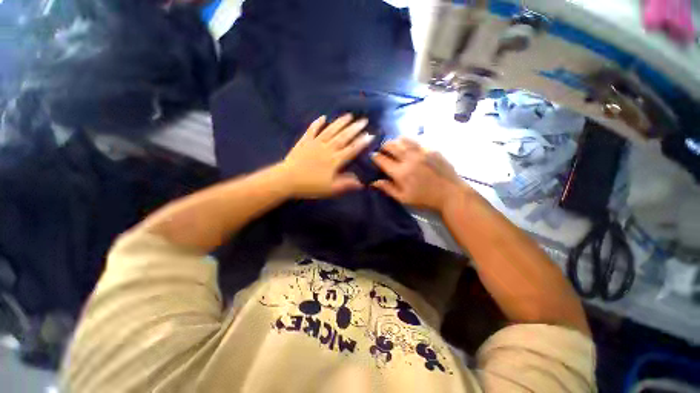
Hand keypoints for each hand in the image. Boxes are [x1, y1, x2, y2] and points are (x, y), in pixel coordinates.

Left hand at [280, 114, 373, 197]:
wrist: (287, 179)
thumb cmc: (310, 185)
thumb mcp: (331, 188)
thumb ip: (346, 184)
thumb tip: (361, 183)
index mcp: (335, 160)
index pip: (351, 149)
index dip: (361, 142)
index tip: (370, 134)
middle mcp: (327, 148)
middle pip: (343, 137)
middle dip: (355, 128)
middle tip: (364, 120)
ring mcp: (315, 143)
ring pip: (330, 130)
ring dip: (340, 122)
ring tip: (349, 115)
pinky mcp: (304, 141)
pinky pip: (312, 130)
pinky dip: (317, 123)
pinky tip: (323, 117)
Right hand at [371, 138, 466, 211]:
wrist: (450, 194)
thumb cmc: (424, 198)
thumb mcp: (403, 198)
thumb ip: (388, 189)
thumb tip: (374, 182)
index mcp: (401, 172)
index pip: (382, 160)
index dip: (375, 157)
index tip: (373, 156)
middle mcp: (409, 159)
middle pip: (392, 145)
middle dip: (384, 146)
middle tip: (383, 149)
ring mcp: (422, 152)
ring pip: (404, 140)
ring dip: (396, 141)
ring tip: (394, 144)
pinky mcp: (432, 150)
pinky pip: (417, 141)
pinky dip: (410, 142)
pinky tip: (409, 146)